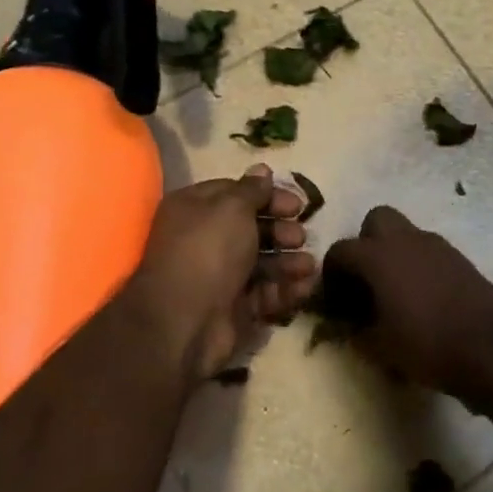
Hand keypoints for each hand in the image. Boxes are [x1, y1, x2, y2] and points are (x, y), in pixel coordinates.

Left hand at [129, 166, 315, 380]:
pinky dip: (285, 289)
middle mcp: (204, 239)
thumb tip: (262, 170)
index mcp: (194, 209)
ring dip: (288, 261)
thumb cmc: (207, 251)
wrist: (185, 321)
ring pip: (261, 262)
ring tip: (307, 265)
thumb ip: (252, 190)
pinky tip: (304, 287)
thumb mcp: (231, 209)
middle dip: (280, 230)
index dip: (267, 195)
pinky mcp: (233, 308)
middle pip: (251, 228)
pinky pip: (264, 293)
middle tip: (299, 236)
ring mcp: (219, 276)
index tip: (296, 204)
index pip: (235, 193)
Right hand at [322, 207, 492, 397]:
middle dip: (365, 244)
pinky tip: (422, 299)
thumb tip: (348, 326)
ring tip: (394, 293)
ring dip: (394, 254)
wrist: (492, 349)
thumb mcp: (380, 347)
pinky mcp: (461, 259)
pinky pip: (429, 252)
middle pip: (376, 220)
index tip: (334, 301)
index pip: (341, 250)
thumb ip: (356, 332)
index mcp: (378, 256)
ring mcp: (438, 246)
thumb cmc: (427, 345)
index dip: (331, 274)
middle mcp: (406, 240)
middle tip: (365, 280)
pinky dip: (418, 266)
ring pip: (406, 234)